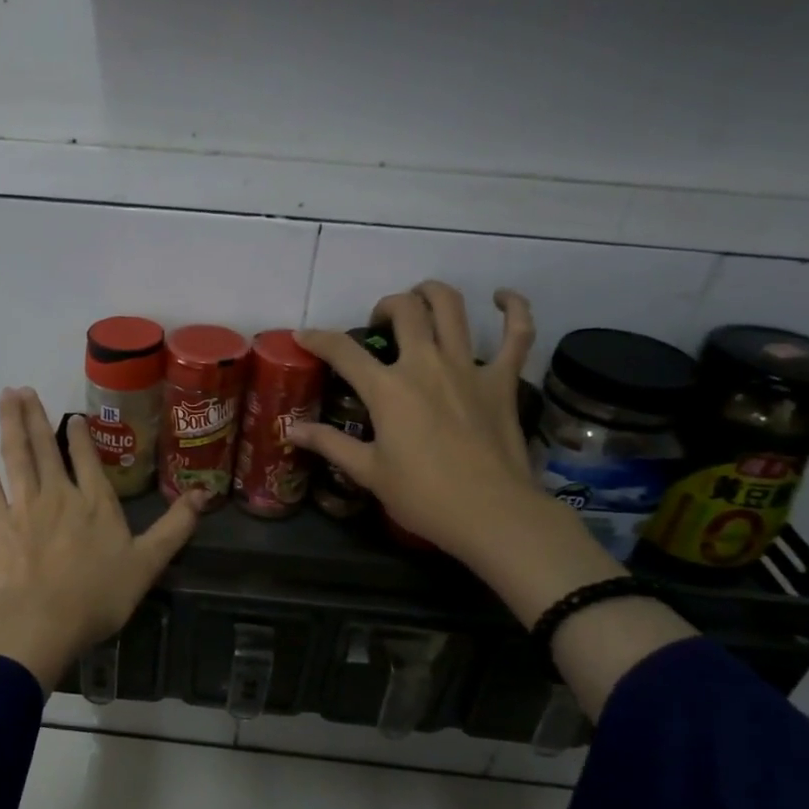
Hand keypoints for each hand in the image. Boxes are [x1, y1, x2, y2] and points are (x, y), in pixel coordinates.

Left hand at [0, 387, 204, 691]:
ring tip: (6, 396)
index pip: (87, 459)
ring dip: (11, 423)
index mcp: (96, 503)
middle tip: (24, 389)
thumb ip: (175, 527)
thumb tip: (204, 493)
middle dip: (36, 416)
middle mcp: (60, 494)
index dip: (79, 435)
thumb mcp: (148, 563)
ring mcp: (25, 506)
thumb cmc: (98, 595)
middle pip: (46, 447)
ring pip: (17, 455)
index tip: (72, 416)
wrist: (42, 620)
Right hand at [289, 282, 696, 718]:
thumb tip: (290, 428)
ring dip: (432, 293)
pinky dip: (513, 309)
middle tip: (378, 324)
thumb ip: (329, 443)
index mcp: (388, 389)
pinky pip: (517, 333)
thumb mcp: (368, 472)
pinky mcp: (503, 380)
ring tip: (421, 299)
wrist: (491, 514)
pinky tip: (502, 297)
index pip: (343, 351)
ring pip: (452, 308)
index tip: (304, 335)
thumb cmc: (423, 496)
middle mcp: (427, 364)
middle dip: (385, 307)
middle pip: (405, 311)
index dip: (318, 338)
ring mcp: (469, 367)